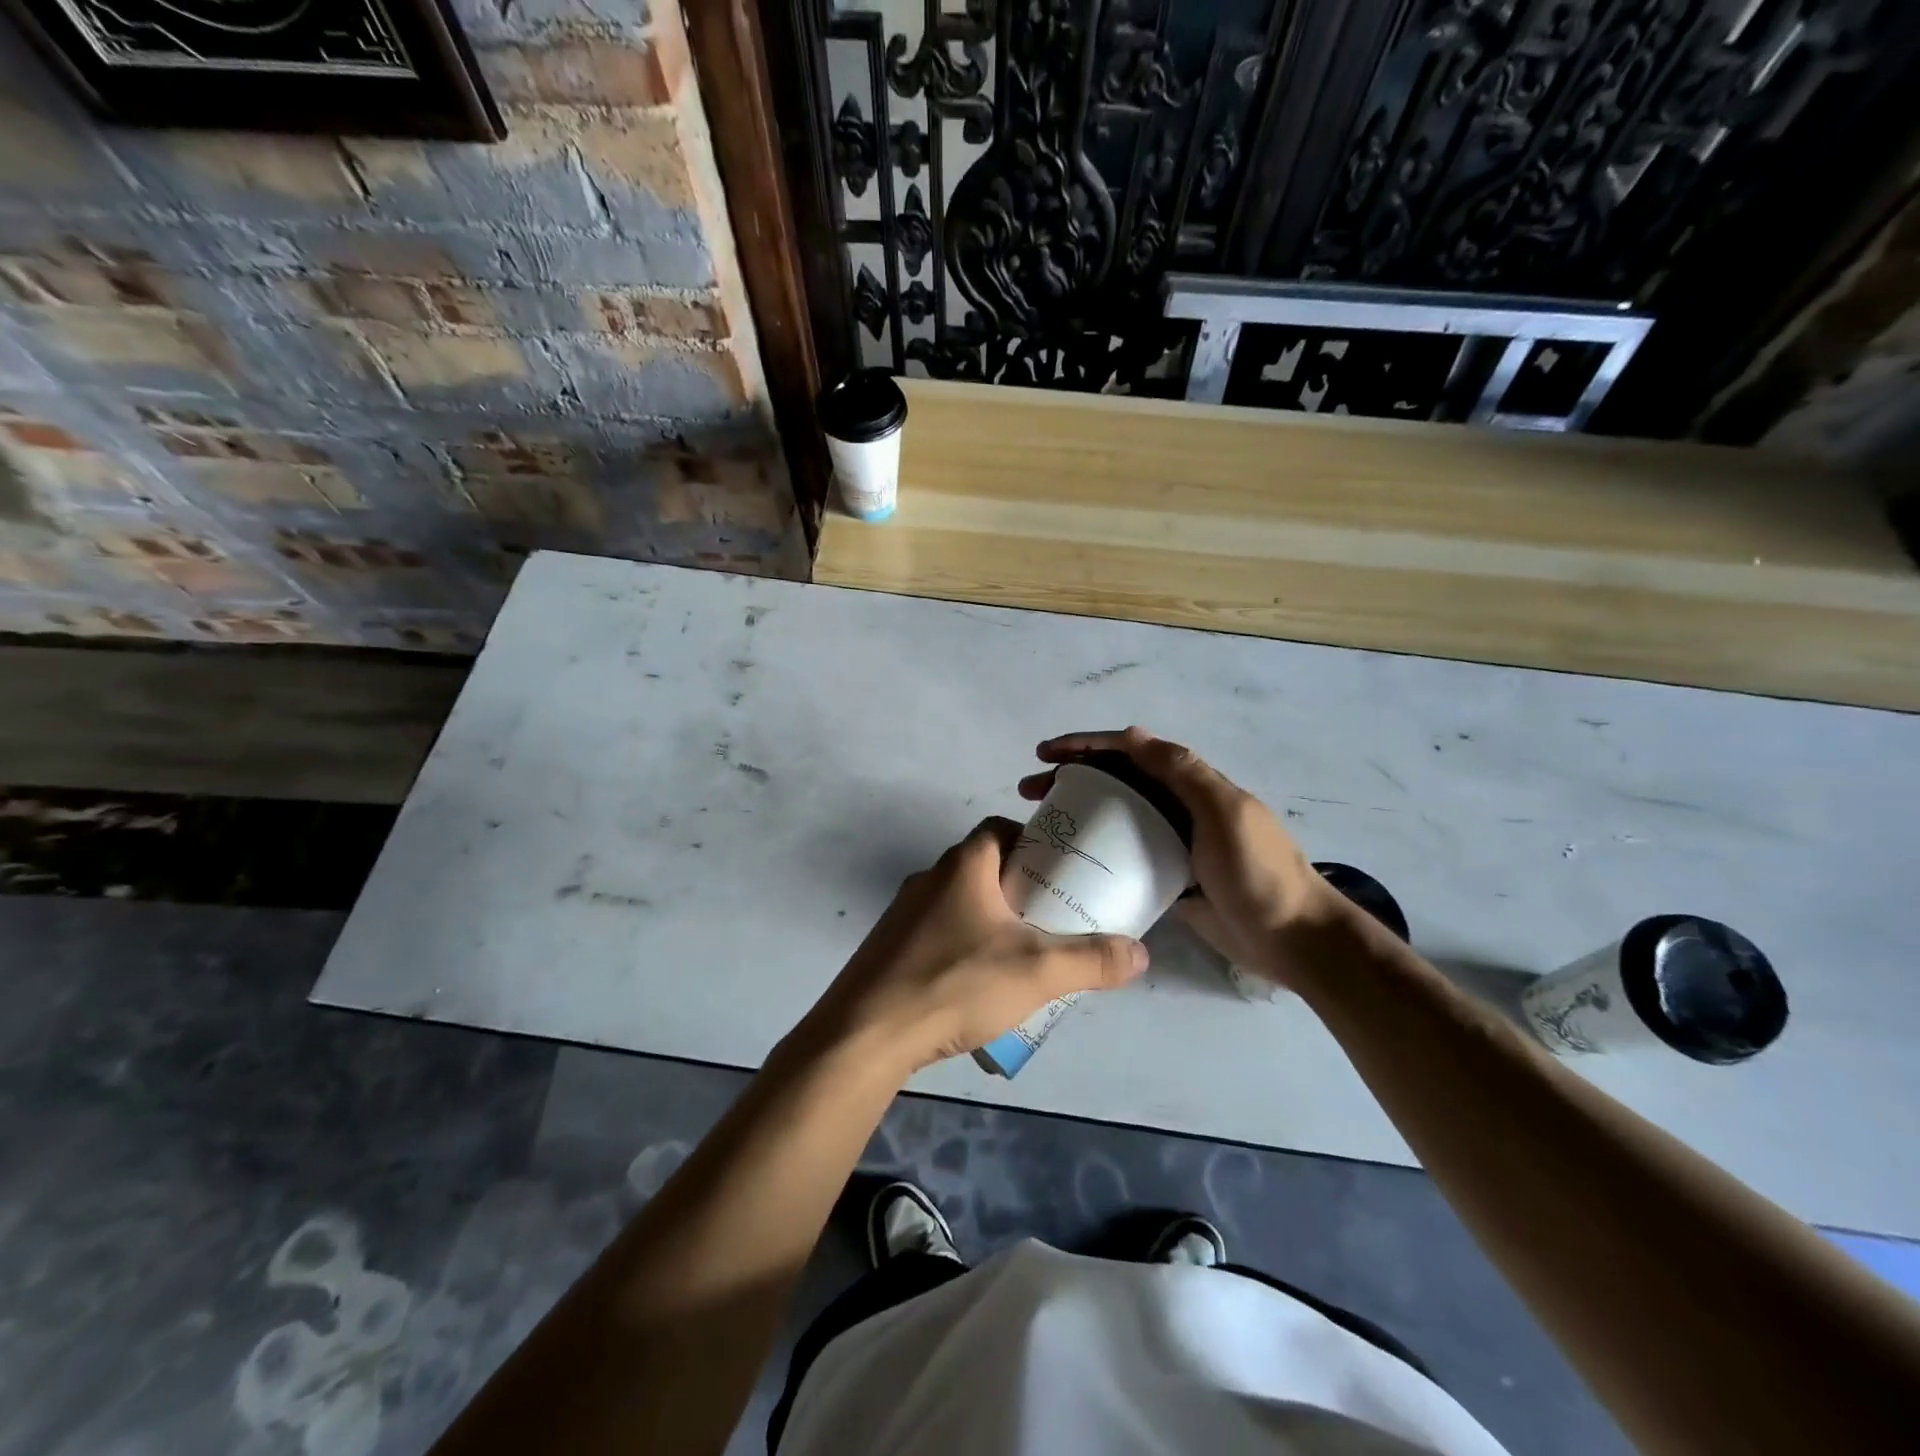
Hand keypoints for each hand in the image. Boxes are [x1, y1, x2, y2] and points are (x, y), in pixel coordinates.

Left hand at [810, 817, 1149, 1074]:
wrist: (866, 1033)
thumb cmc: (955, 983)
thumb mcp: (1036, 971)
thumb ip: (1092, 960)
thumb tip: (1140, 952)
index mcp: (963, 866)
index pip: (999, 828)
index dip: (1032, 841)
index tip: (1059, 870)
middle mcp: (929, 878)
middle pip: (982, 867)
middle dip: (1017, 887)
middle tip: (1050, 918)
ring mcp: (902, 914)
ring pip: (957, 903)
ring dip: (988, 919)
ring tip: (1019, 955)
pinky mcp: (888, 948)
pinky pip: (935, 933)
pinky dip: (960, 945)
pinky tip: (975, 984)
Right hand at [1021, 728, 1336, 985]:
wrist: (1293, 938)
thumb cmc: (1257, 871)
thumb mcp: (1224, 812)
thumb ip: (1182, 771)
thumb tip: (1130, 734)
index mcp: (1190, 784)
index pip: (1129, 752)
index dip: (1086, 746)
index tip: (1046, 754)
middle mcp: (1176, 806)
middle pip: (1114, 780)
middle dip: (1070, 776)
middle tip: (1029, 792)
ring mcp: (1170, 843)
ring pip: (1113, 816)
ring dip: (1076, 812)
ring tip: (1039, 823)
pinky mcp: (1165, 878)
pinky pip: (1122, 855)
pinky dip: (1094, 850)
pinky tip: (1067, 860)